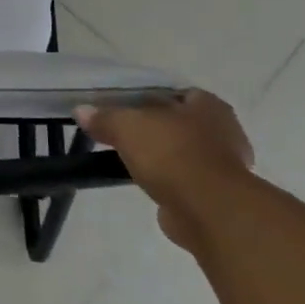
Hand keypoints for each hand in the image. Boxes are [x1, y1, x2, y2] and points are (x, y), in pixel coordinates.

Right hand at [75, 91, 252, 251]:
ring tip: (128, 159)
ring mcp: (224, 165)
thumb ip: (104, 117)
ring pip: (182, 152)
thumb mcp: (126, 126)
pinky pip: (184, 179)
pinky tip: (145, 183)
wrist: (208, 210)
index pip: (176, 93)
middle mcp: (223, 131)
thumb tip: (81, 110)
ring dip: (161, 156)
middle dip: (154, 128)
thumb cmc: (171, 154)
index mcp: (208, 105)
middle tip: (123, 132)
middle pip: (179, 123)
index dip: (149, 97)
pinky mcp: (217, 195)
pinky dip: (168, 180)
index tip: (123, 107)